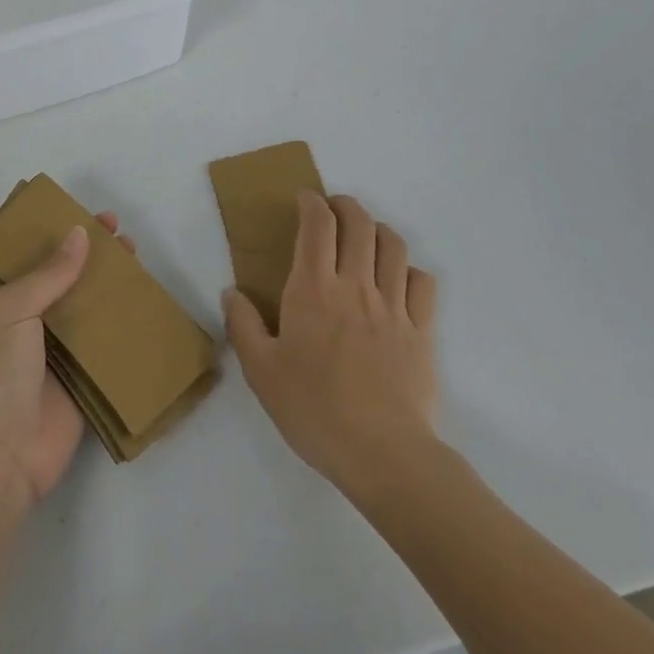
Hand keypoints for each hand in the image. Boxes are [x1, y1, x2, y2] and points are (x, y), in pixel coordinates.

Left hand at [0, 212, 134, 505]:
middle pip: (56, 273)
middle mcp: (22, 318)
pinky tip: (142, 298)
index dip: (44, 228)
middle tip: (113, 226)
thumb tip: (81, 234)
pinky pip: (102, 340)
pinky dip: (120, 320)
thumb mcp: (11, 309)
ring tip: (132, 252)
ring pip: (82, 303)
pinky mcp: (79, 375)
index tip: (73, 208)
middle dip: (83, 249)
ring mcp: (51, 348)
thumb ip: (49, 272)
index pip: (18, 252)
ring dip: (105, 279)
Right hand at [223, 191, 438, 495]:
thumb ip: (243, 326)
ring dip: (378, 230)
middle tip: (333, 210)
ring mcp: (393, 305)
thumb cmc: (314, 409)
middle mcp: (355, 284)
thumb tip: (231, 292)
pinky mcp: (421, 330)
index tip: (304, 199)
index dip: (311, 202)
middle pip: (359, 223)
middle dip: (346, 205)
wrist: (383, 454)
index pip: (317, 224)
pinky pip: (422, 282)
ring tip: (366, 237)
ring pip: (393, 244)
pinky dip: (409, 270)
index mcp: (313, 288)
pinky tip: (398, 280)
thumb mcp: (261, 372)